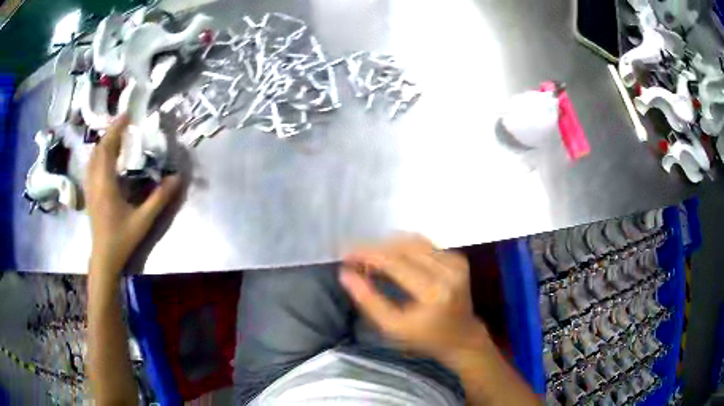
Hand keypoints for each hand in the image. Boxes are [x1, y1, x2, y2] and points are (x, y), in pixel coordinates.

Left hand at [85, 114, 180, 275]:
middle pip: (99, 149)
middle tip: (124, 122)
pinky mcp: (89, 193)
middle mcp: (95, 182)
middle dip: (110, 132)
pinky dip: (98, 154)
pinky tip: (105, 157)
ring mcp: (90, 188)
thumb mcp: (143, 220)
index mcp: (106, 184)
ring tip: (115, 135)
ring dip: (103, 142)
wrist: (104, 258)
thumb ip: (159, 198)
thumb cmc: (122, 239)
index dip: (116, 129)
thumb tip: (177, 178)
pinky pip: (91, 166)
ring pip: (92, 157)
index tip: (127, 115)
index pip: (108, 148)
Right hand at [340, 235, 487, 360]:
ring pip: (413, 241)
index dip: (367, 254)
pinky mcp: (457, 258)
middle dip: (375, 248)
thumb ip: (368, 300)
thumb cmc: (424, 338)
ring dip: (388, 246)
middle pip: (403, 246)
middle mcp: (448, 271)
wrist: (462, 337)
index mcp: (433, 292)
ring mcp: (456, 262)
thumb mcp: (392, 327)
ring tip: (371, 258)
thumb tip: (345, 273)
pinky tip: (392, 258)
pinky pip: (424, 244)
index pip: (394, 262)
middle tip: (355, 258)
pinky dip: (404, 247)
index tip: (345, 255)